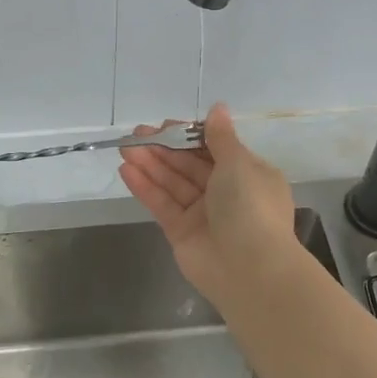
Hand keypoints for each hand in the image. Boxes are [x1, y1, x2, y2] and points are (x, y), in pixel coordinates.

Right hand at [118, 102, 300, 308]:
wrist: (250, 269)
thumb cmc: (250, 206)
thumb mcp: (239, 163)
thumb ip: (221, 137)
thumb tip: (218, 108)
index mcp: (247, 174)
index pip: (214, 149)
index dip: (189, 136)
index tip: (166, 126)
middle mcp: (226, 193)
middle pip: (189, 165)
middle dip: (164, 148)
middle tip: (135, 134)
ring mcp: (202, 214)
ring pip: (173, 183)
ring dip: (150, 165)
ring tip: (125, 148)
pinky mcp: (182, 232)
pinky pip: (162, 204)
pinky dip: (145, 188)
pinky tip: (126, 170)